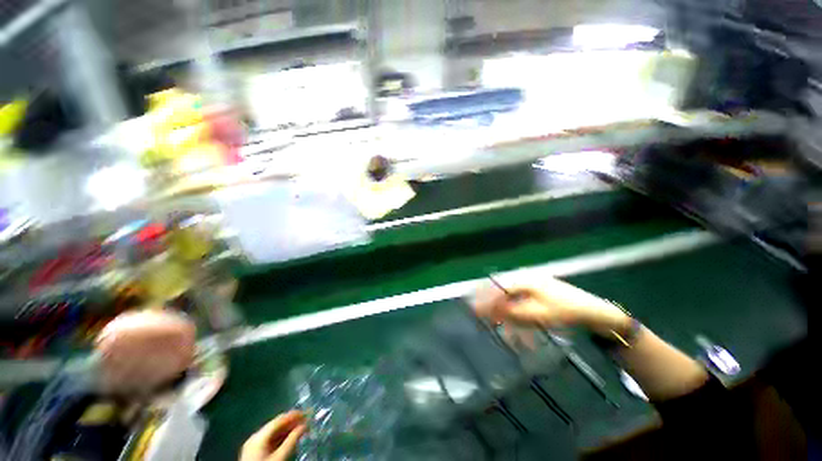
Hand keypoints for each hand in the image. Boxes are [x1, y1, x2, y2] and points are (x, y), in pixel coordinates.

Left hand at [240, 411, 307, 460]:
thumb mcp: (280, 457)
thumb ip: (292, 440)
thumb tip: (304, 425)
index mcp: (259, 436)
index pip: (280, 419)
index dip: (294, 415)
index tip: (307, 414)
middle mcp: (255, 437)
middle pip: (276, 425)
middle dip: (292, 422)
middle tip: (306, 421)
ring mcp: (253, 445)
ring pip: (274, 433)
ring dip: (288, 430)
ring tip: (301, 429)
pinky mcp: (254, 453)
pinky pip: (270, 440)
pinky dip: (281, 438)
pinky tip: (290, 439)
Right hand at [472, 277, 629, 336]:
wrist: (592, 311)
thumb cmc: (564, 311)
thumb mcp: (536, 314)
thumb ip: (511, 312)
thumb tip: (491, 311)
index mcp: (523, 281)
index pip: (497, 289)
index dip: (485, 299)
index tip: (475, 310)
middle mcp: (525, 279)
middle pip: (502, 291)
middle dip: (492, 305)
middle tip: (484, 318)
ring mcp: (533, 285)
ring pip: (511, 297)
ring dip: (505, 311)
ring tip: (502, 325)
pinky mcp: (539, 292)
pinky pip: (521, 301)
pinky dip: (517, 312)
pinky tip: (518, 324)